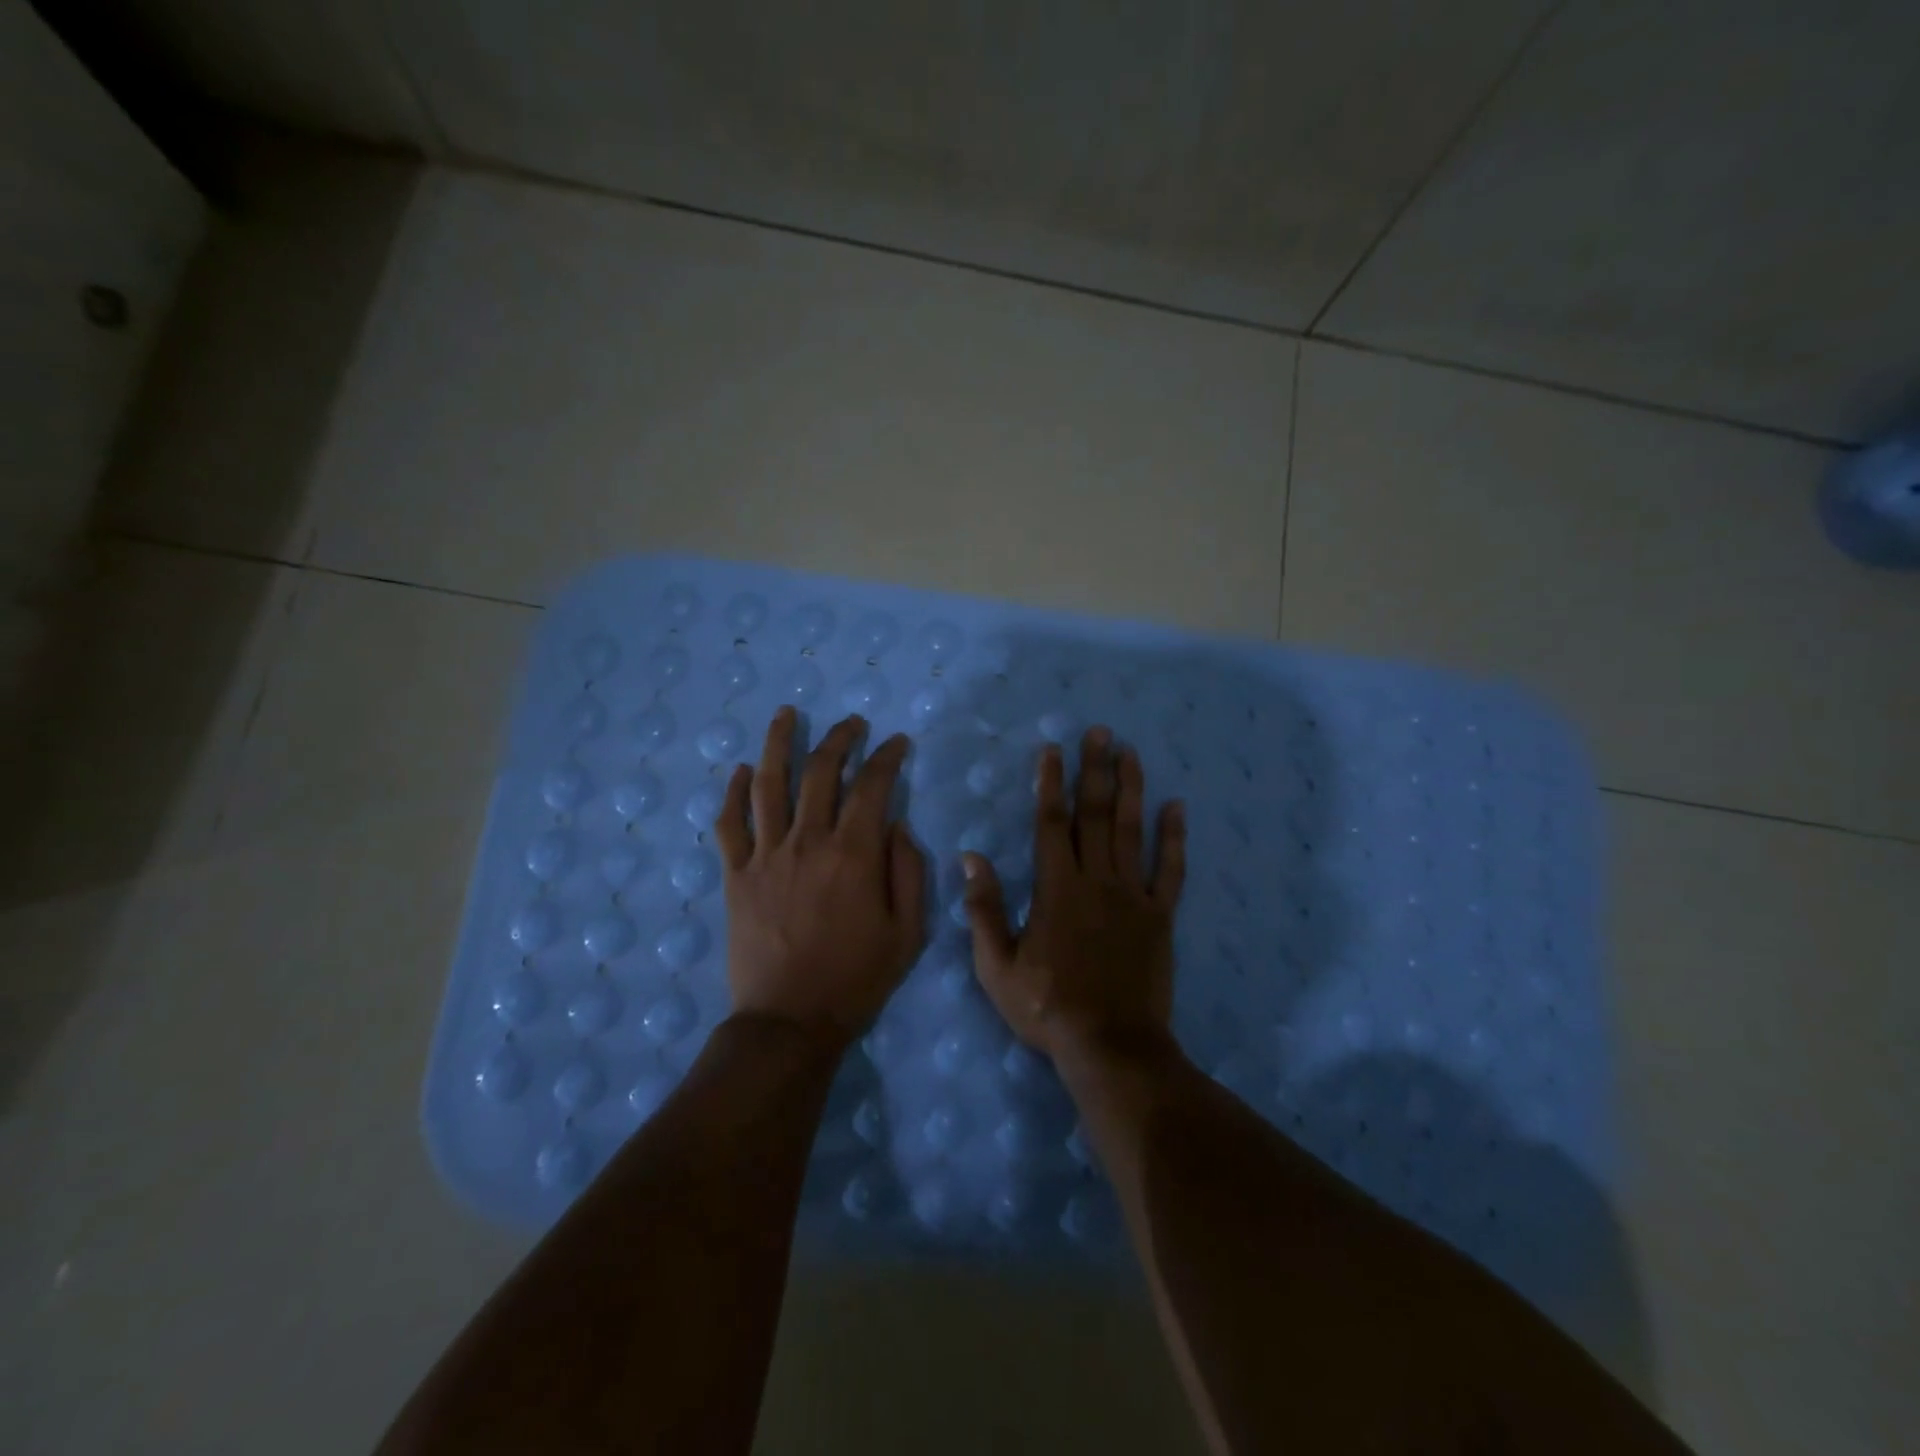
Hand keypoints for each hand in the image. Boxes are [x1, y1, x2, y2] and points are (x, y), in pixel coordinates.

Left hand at [715, 708, 927, 1049]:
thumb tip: (896, 824)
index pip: (873, 786)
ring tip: (788, 714)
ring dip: (780, 743)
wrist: (790, 1021)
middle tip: (853, 722)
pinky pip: (729, 824)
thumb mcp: (908, 932)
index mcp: (854, 855)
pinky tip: (742, 770)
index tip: (897, 743)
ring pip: (769, 784)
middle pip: (821, 772)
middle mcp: (808, 842)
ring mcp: (766, 855)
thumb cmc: (857, 979)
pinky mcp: (736, 875)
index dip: (887, 757)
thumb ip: (909, 871)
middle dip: (840, 738)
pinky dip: (734, 792)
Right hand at [964, 726, 1186, 1060]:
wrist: (1110, 1045)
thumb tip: (972, 858)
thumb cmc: (1047, 1007)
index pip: (1051, 824)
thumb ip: (985, 909)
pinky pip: (1169, 870)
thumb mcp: (998, 965)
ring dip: (1131, 789)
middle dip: (1094, 770)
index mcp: (1057, 888)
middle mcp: (1097, 881)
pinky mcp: (1160, 917)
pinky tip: (1176, 808)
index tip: (1053, 751)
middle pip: (1094, 815)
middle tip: (1100, 732)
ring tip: (1131, 753)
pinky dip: (1173, 838)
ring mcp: (1133, 896)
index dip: (1051, 784)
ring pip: (1131, 831)